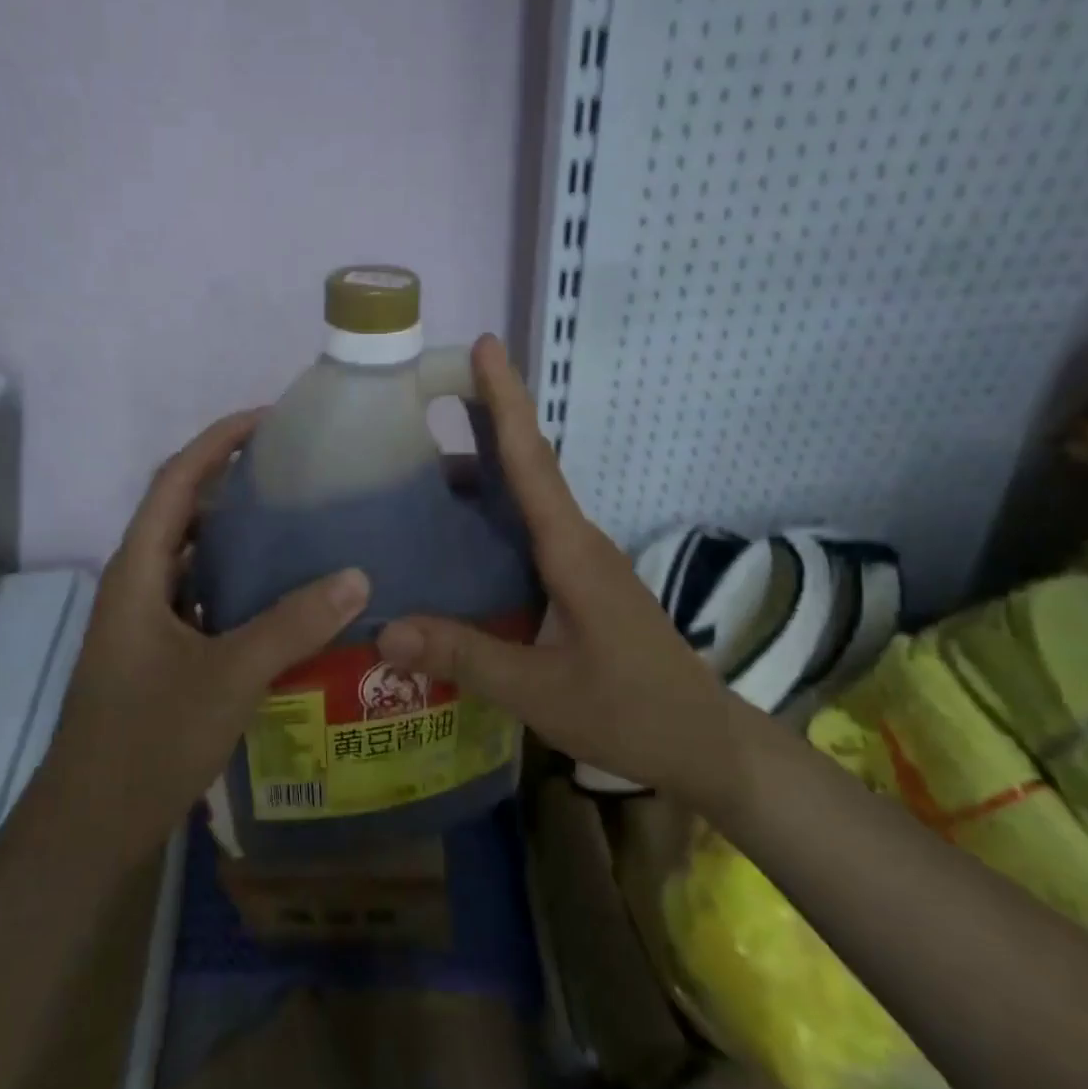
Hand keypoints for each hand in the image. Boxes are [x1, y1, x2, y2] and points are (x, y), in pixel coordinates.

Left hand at [41, 410, 370, 862]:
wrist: (92, 824)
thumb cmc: (148, 738)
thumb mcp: (229, 676)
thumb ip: (293, 624)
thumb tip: (357, 574)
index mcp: (138, 572)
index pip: (176, 482)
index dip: (218, 442)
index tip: (270, 420)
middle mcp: (137, 586)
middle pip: (184, 514)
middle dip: (234, 484)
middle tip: (299, 475)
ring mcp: (146, 624)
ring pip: (195, 561)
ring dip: (238, 538)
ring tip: (300, 525)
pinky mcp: (160, 656)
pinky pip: (203, 601)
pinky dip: (239, 587)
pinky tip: (284, 599)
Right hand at [374, 336, 746, 814]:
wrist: (703, 741)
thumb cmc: (630, 710)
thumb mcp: (539, 690)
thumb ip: (463, 656)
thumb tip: (384, 631)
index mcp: (571, 551)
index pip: (532, 460)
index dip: (505, 401)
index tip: (482, 347)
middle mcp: (578, 543)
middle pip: (526, 468)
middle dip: (480, 426)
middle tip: (417, 407)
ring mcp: (582, 564)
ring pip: (526, 503)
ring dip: (480, 478)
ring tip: (414, 476)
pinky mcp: (580, 586)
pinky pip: (528, 535)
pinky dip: (491, 521)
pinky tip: (455, 544)